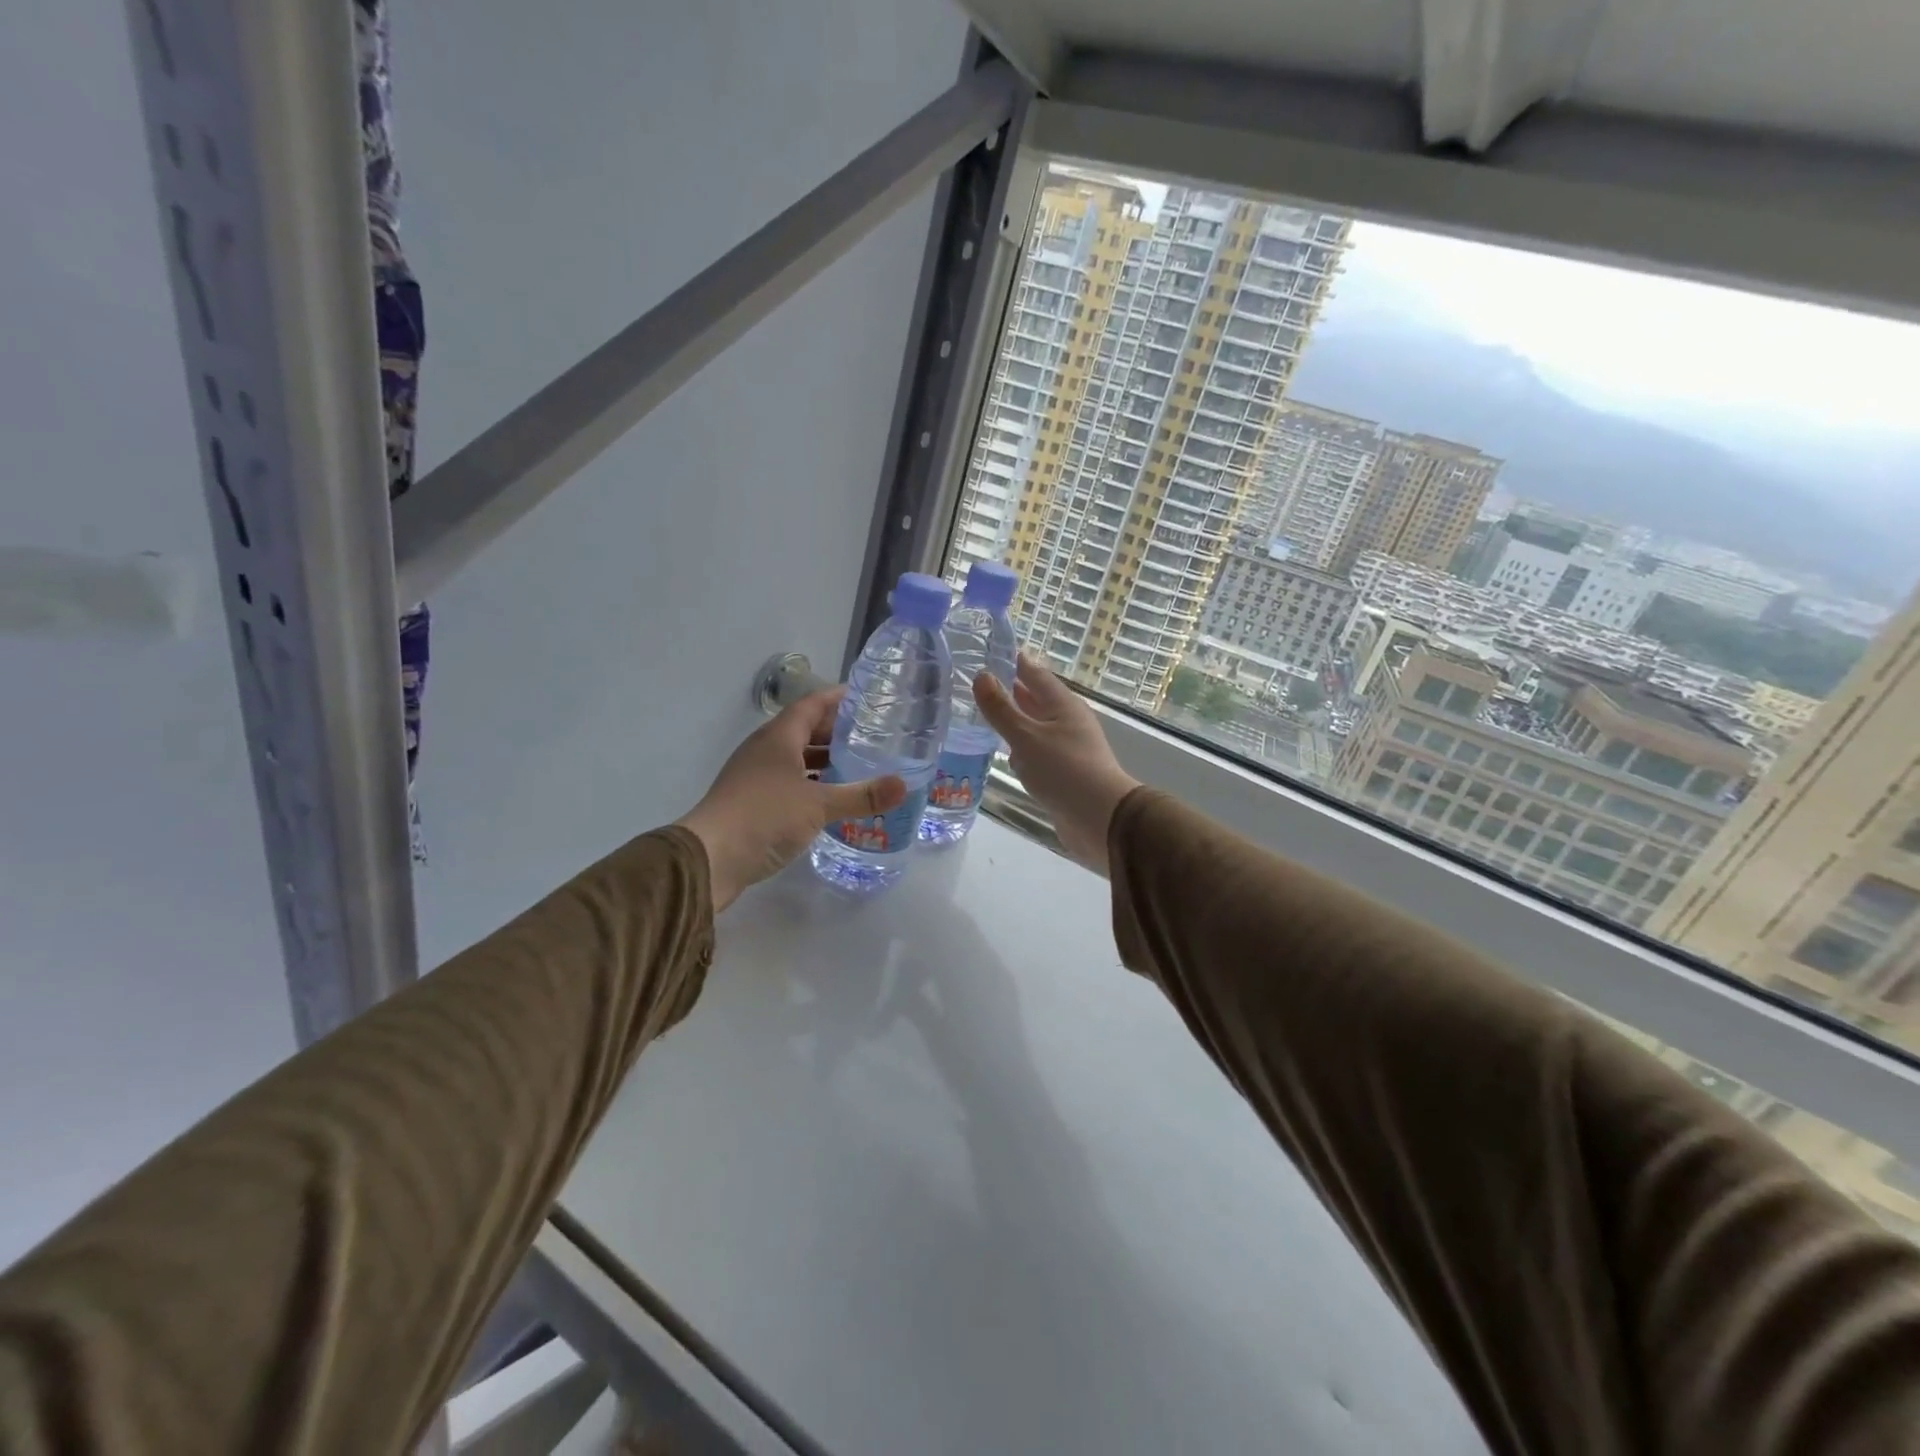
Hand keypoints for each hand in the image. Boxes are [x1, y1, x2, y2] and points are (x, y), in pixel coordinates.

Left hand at [677, 688, 905, 911]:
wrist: (710, 858)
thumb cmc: (764, 817)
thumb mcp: (819, 805)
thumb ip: (861, 795)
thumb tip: (903, 785)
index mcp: (778, 737)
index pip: (811, 705)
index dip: (837, 698)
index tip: (866, 698)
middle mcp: (765, 750)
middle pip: (804, 730)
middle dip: (835, 731)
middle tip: (871, 735)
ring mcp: (755, 776)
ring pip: (795, 758)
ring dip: (823, 759)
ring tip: (857, 765)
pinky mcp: (752, 802)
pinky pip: (788, 782)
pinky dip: (811, 784)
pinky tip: (830, 798)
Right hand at [974, 651, 1139, 875]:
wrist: (1100, 819)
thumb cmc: (1063, 770)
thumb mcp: (1026, 737)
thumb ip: (1001, 709)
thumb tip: (981, 676)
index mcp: (1062, 705)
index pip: (1036, 674)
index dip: (1016, 663)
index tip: (992, 652)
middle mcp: (1066, 722)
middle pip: (1036, 700)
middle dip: (1011, 691)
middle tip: (980, 682)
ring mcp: (1066, 748)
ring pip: (1035, 727)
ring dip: (1014, 722)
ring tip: (985, 715)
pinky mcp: (1062, 773)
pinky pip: (1036, 753)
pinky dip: (1020, 750)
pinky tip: (1005, 755)